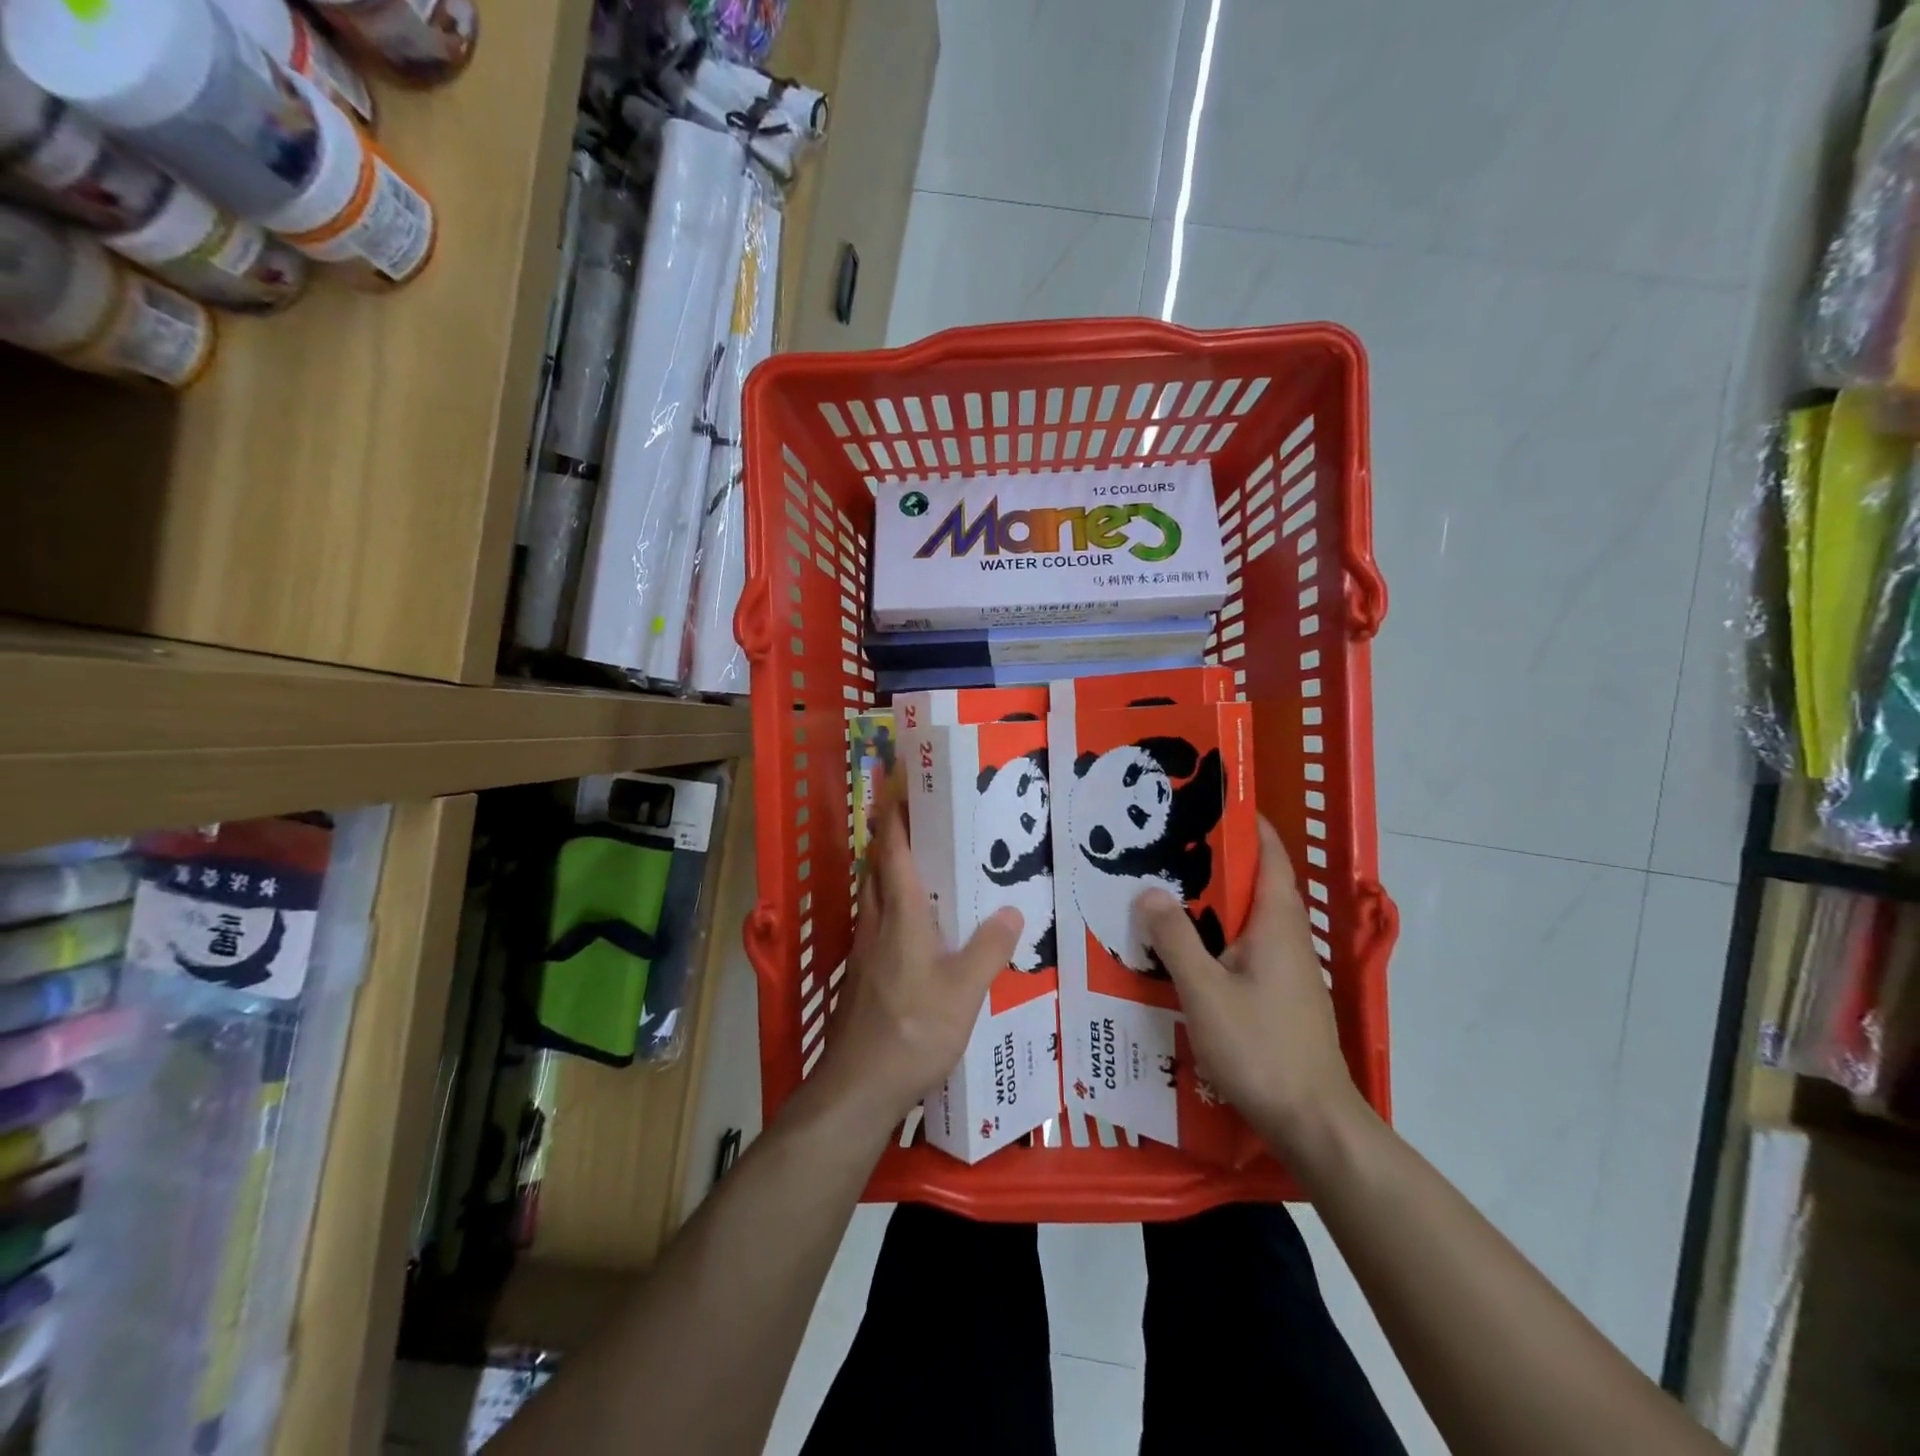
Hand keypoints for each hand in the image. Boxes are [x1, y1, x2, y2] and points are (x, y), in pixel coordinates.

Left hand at [809, 782, 1022, 1137]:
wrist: (859, 1086)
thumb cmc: (913, 1030)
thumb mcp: (964, 991)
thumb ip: (989, 948)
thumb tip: (1011, 911)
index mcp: (900, 916)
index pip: (892, 852)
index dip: (894, 818)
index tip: (898, 788)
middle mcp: (876, 924)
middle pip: (876, 869)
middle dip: (890, 838)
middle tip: (917, 820)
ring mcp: (864, 951)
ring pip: (873, 896)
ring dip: (888, 871)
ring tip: (919, 864)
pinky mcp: (862, 976)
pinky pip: (876, 923)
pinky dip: (891, 906)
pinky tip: (913, 927)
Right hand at [1136, 816, 1360, 1156]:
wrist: (1313, 1122)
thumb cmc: (1261, 1048)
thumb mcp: (1205, 991)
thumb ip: (1176, 938)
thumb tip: (1149, 891)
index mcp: (1277, 924)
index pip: (1270, 856)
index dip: (1248, 824)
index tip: (1212, 801)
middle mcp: (1288, 939)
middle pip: (1257, 884)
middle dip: (1217, 861)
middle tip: (1167, 846)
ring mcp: (1288, 971)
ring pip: (1249, 919)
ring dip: (1214, 901)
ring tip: (1166, 891)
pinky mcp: (1281, 997)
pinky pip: (1246, 948)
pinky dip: (1218, 935)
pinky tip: (1185, 950)